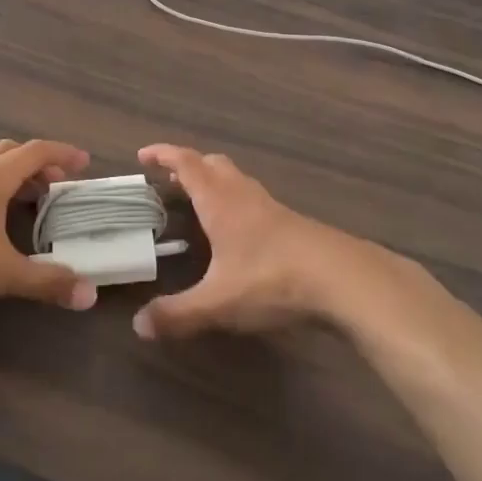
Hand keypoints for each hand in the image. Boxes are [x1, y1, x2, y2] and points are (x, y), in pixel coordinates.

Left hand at [0, 140, 98, 313]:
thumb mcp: (0, 273)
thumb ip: (45, 282)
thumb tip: (89, 294)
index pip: (36, 152)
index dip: (63, 154)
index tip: (85, 163)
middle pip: (11, 153)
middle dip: (38, 164)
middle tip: (57, 186)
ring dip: (14, 178)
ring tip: (29, 206)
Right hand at [132, 145, 383, 341]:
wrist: (343, 279)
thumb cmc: (272, 279)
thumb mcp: (218, 301)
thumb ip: (178, 314)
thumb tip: (138, 325)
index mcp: (220, 200)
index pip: (187, 163)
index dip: (164, 155)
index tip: (143, 155)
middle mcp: (243, 194)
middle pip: (213, 164)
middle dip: (188, 166)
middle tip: (168, 180)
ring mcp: (271, 207)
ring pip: (236, 180)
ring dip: (213, 182)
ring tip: (198, 203)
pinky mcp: (291, 223)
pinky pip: (253, 200)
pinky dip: (235, 203)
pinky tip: (236, 233)